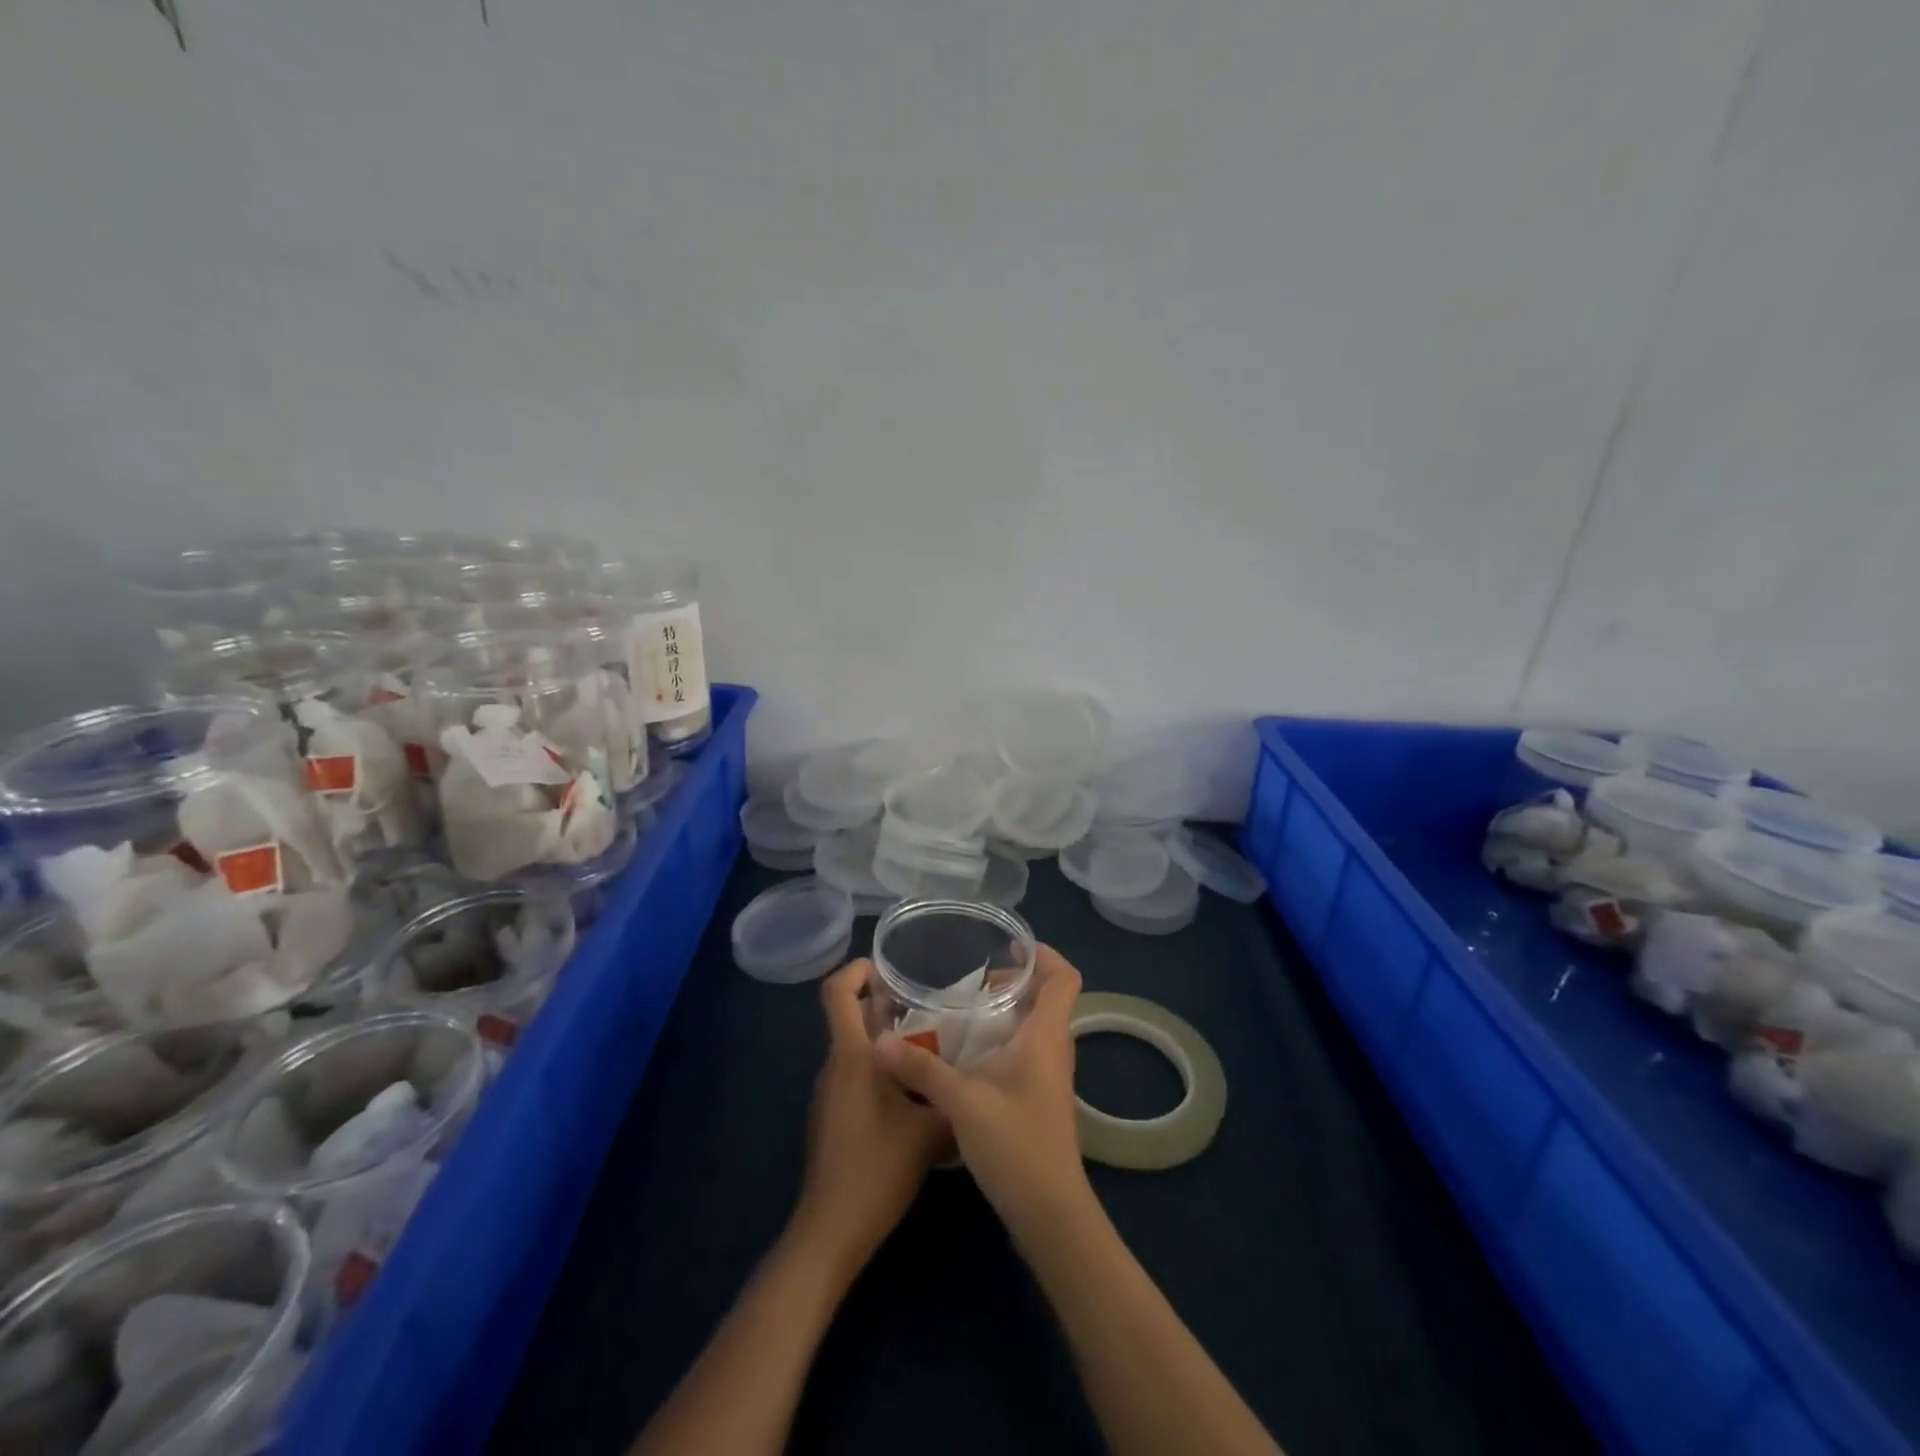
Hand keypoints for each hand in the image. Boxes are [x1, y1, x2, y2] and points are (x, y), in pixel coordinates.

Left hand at [790, 959, 950, 1279]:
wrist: (831, 1232)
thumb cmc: (877, 1170)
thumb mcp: (930, 1131)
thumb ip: (952, 1095)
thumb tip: (980, 1073)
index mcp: (852, 1057)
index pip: (836, 993)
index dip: (855, 969)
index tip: (887, 965)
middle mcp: (835, 1066)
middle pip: (851, 1016)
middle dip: (886, 1003)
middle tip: (931, 1003)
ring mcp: (831, 1092)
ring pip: (857, 1047)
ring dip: (888, 1037)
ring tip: (934, 1042)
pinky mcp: (834, 1116)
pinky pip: (856, 1073)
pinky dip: (882, 1066)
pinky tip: (917, 1088)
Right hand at [874, 944, 1089, 1239]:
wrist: (1050, 1212)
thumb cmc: (1015, 1146)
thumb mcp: (962, 1102)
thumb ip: (922, 1068)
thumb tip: (880, 1040)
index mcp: (1046, 1036)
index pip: (1065, 977)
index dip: (1044, 954)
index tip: (1008, 946)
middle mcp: (1055, 1048)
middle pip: (1049, 996)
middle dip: (1016, 979)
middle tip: (974, 980)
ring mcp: (1051, 1074)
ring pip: (1038, 1023)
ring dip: (1009, 1009)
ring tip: (966, 1009)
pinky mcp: (1041, 1096)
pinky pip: (1029, 1048)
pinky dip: (1006, 1036)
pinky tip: (970, 1052)